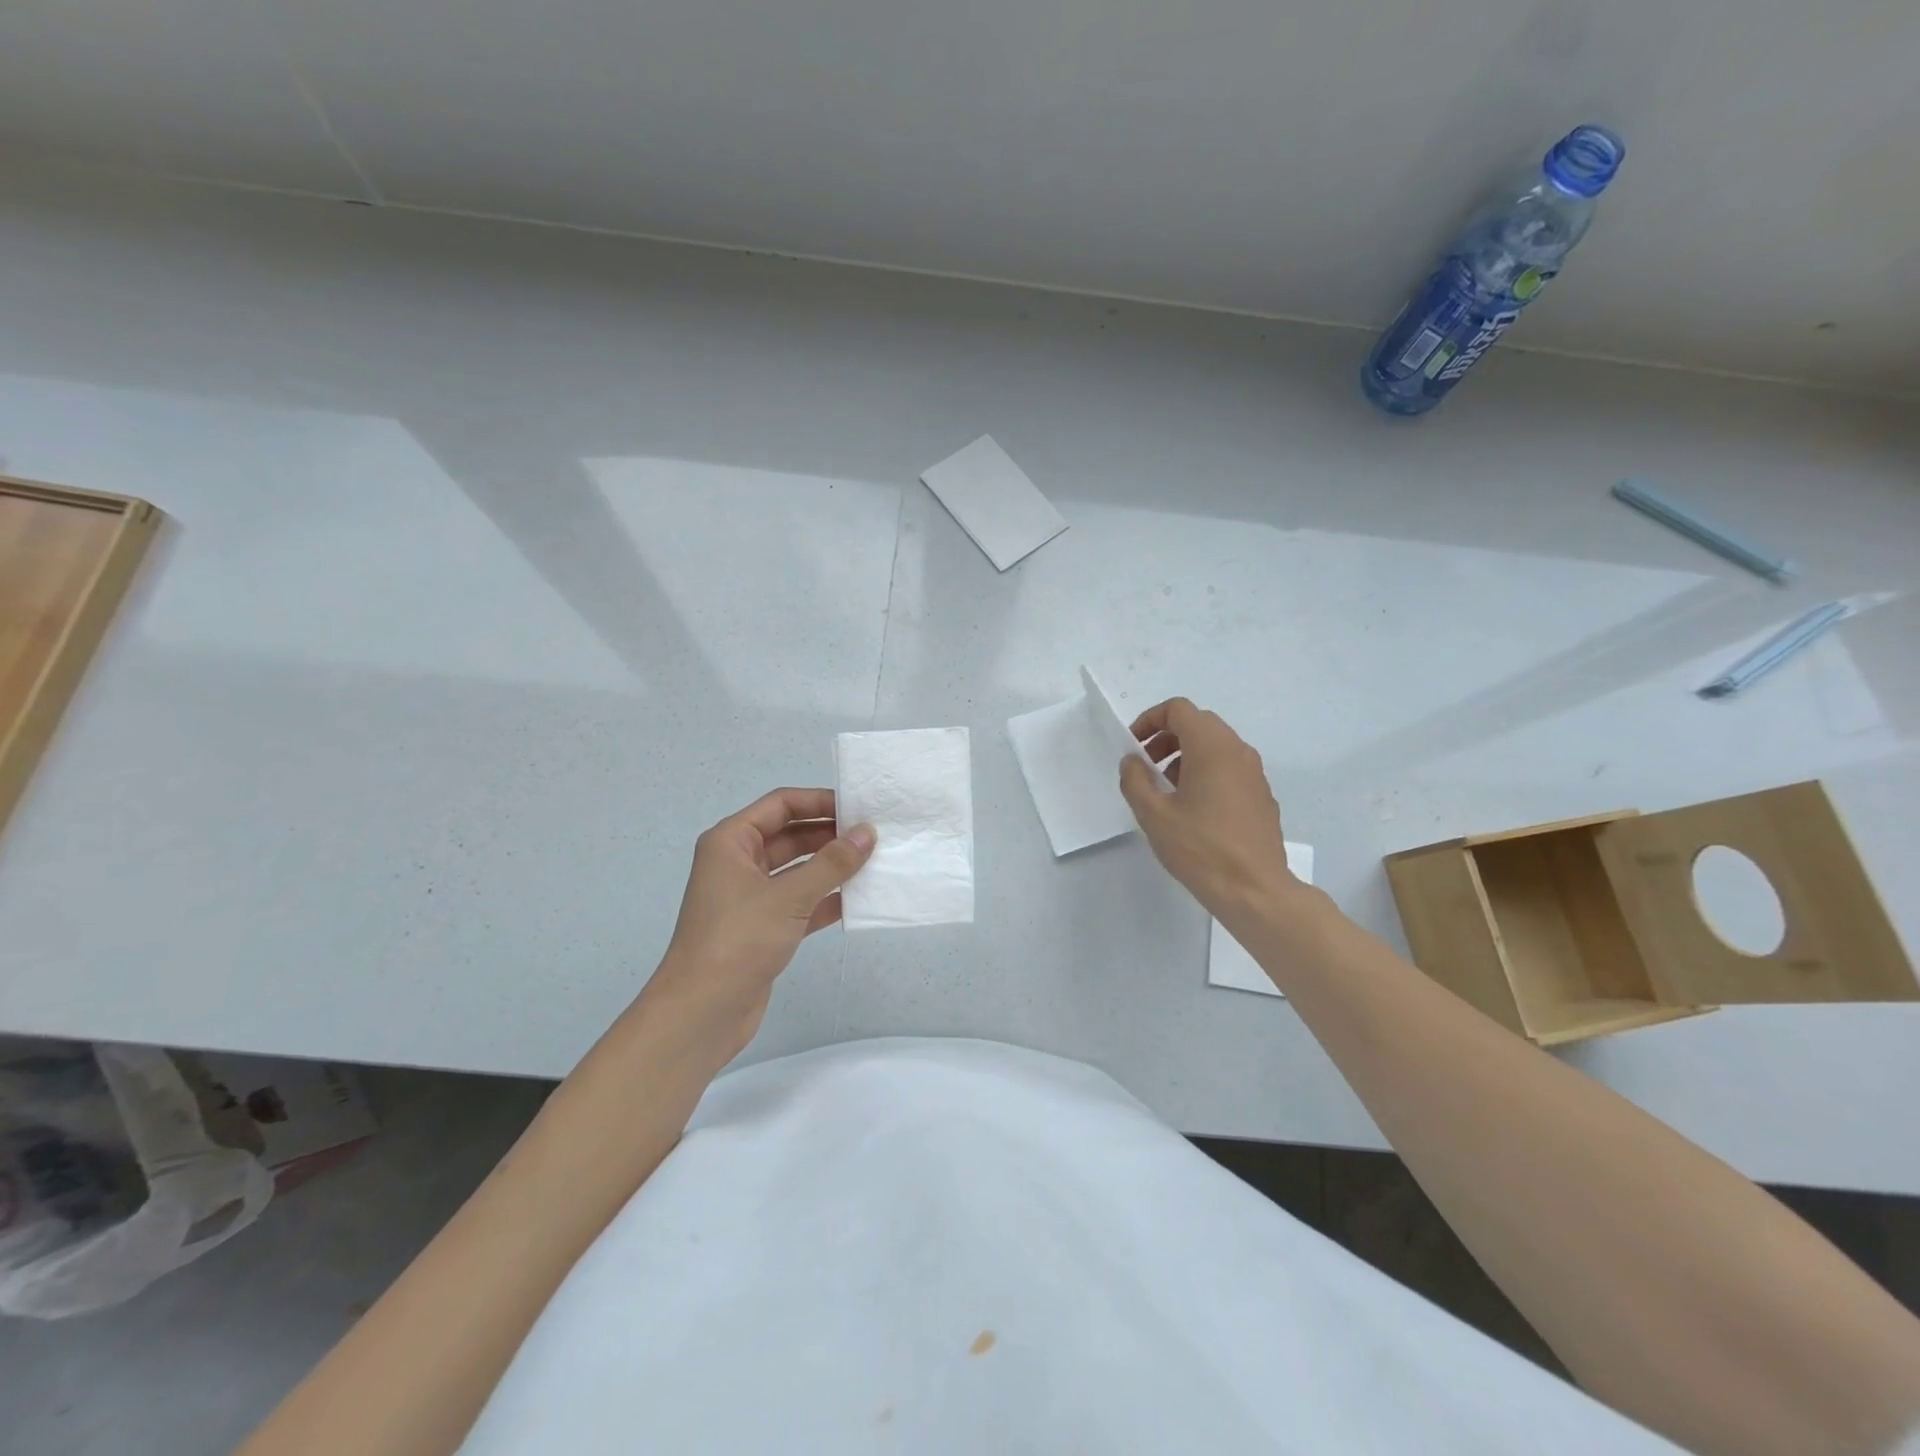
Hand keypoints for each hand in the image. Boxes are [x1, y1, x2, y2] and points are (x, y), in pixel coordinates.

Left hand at [645, 788, 874, 1060]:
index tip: (859, 807)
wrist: (701, 1013)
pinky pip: (800, 902)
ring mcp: (751, 897)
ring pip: (798, 870)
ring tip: (875, 862)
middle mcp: (738, 863)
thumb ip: (832, 863)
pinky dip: (826, 899)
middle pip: (791, 835)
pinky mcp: (763, 928)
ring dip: (831, 867)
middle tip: (874, 836)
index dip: (819, 801)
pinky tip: (859, 900)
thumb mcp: (789, 896)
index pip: (781, 805)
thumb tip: (868, 833)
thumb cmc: (739, 940)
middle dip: (830, 835)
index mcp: (731, 842)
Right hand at [1118, 699, 1303, 917]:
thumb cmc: (1200, 848)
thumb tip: (1133, 761)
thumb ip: (1135, 780)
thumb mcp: (1153, 815)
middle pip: (1199, 724)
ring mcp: (1254, 773)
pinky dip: (1206, 772)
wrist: (1254, 890)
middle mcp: (1238, 751)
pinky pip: (1230, 768)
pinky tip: (1193, 808)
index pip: (1179, 709)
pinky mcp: (1262, 795)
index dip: (1150, 720)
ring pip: (1216, 746)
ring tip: (1166, 789)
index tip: (1133, 746)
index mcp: (1211, 747)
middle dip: (1167, 737)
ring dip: (1186, 755)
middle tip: (1146, 765)